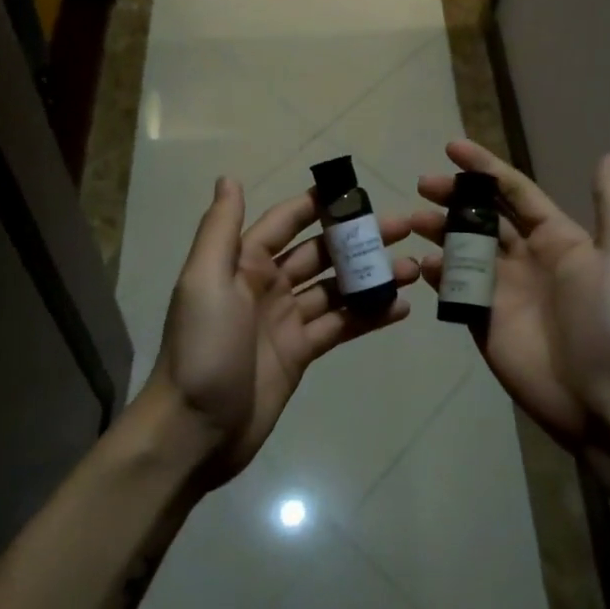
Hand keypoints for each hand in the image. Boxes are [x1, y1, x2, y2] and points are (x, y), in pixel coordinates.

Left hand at [148, 177, 418, 483]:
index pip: (286, 222)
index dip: (319, 205)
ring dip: (371, 277)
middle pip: (320, 253)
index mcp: (243, 263)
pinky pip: (340, 326)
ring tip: (414, 268)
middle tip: (404, 228)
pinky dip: (369, 316)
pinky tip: (400, 308)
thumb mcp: (204, 281)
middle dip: (358, 239)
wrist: (195, 430)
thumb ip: (220, 229)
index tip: (358, 191)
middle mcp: (267, 285)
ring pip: (336, 289)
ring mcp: (286, 320)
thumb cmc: (203, 347)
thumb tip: (229, 178)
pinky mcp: (300, 353)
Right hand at [412, 140, 609, 449]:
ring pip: (461, 248)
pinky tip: (423, 263)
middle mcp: (524, 256)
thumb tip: (607, 156)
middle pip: (480, 216)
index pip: (513, 191)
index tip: (451, 147)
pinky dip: (436, 272)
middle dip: (452, 196)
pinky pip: (453, 289)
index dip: (484, 167)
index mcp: (556, 237)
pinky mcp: (481, 319)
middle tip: (422, 184)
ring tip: (412, 220)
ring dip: (438, 230)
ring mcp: (500, 289)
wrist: (600, 395)